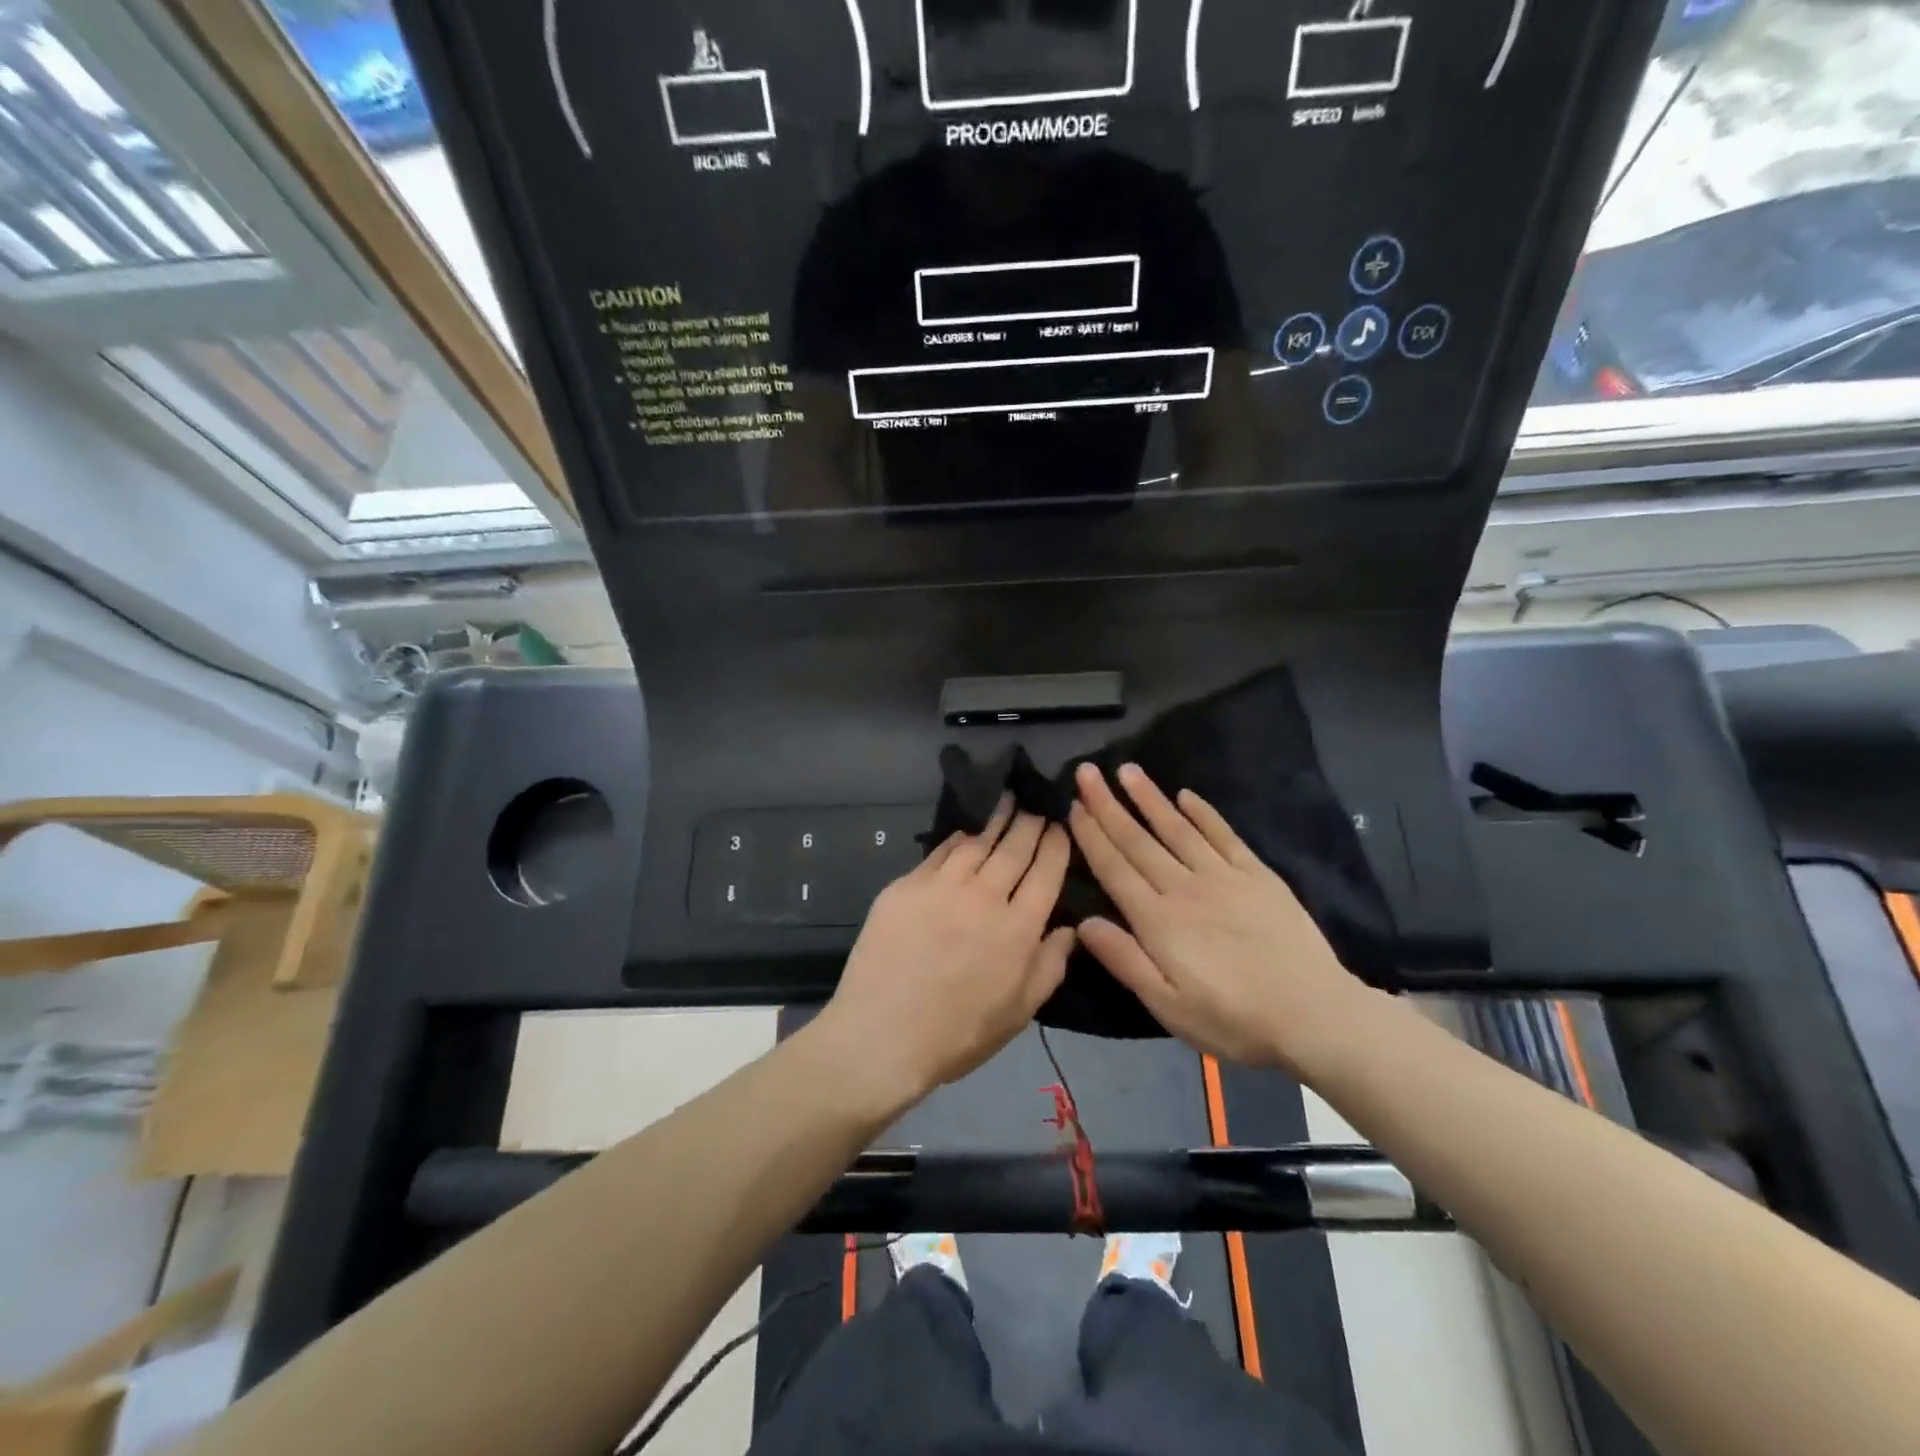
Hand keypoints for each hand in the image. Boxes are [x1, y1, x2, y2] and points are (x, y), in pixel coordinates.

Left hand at [817, 800, 1075, 1108]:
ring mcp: (942, 887)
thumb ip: (1050, 966)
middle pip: (1014, 848)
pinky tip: (966, 831)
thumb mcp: (1019, 1012)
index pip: (1046, 872)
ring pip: (977, 843)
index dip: (1056, 844)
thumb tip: (1069, 928)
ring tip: (1006, 800)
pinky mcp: (906, 886)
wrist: (883, 1036)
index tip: (1061, 823)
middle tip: (1036, 802)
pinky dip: (958, 839)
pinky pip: (939, 852)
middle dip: (1030, 822)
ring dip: (996, 819)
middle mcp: (984, 897)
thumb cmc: (959, 1034)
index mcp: (1018, 928)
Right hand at [1068, 762, 1362, 1076]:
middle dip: (1108, 805)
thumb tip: (1084, 922)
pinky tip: (1186, 796)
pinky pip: (1223, 835)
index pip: (1115, 868)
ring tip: (1128, 770)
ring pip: (1177, 828)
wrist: (1314, 1015)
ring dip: (1150, 798)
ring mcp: (1223, 877)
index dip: (1092, 836)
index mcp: (1158, 920)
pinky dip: (1203, 813)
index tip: (1074, 806)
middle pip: (1139, 840)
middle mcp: (1184, 887)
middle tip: (1087, 772)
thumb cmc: (1233, 1019)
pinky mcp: (1257, 876)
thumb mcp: (1168, 1006)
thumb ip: (1125, 961)